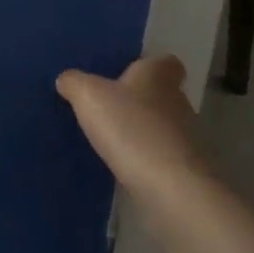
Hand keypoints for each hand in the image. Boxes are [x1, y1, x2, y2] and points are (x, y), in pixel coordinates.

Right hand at [57, 55, 208, 199]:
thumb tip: (66, 79)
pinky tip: (124, 166)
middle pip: (163, 94)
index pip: (165, 62)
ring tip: (113, 139)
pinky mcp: (185, 172)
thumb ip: (74, 82)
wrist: (170, 190)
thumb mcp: (88, 95)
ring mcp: (187, 140)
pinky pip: (163, 157)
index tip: (130, 72)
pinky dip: (147, 159)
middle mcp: (178, 102)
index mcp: (158, 76)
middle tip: (111, 106)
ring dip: (143, 131)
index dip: (149, 65)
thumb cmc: (130, 127)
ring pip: (163, 127)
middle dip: (141, 100)